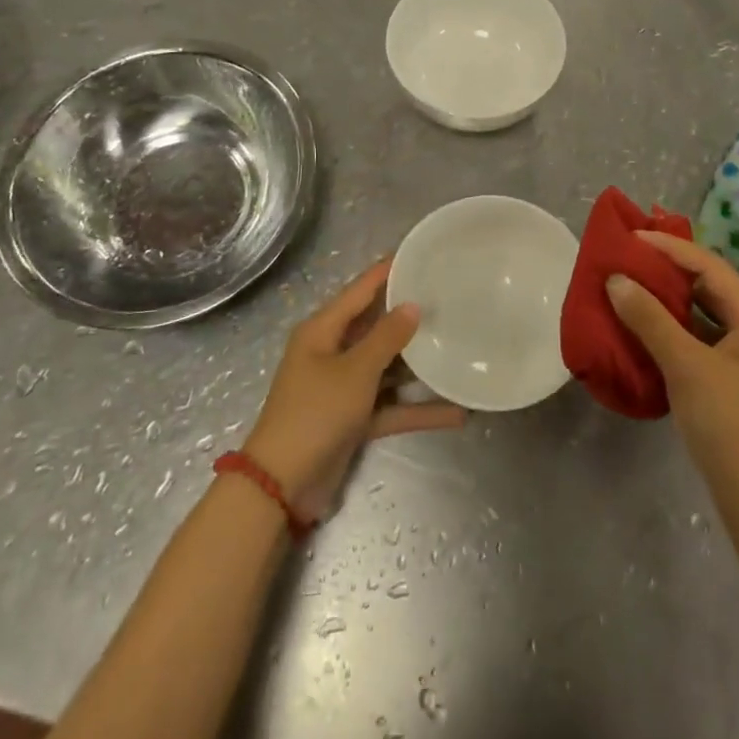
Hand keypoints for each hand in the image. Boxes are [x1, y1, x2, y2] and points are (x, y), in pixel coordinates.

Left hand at [243, 260, 465, 520]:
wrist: (282, 486)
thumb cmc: (315, 413)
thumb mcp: (354, 371)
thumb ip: (386, 337)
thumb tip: (412, 305)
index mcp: (322, 331)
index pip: (360, 290)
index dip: (387, 271)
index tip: (418, 253)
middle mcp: (332, 352)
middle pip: (376, 327)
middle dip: (409, 316)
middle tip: (448, 298)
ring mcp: (343, 388)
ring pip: (387, 367)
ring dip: (417, 366)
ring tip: (457, 347)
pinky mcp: (353, 419)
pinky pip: (390, 406)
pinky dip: (416, 409)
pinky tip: (455, 413)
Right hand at [608, 231, 738, 506]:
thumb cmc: (729, 423)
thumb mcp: (686, 365)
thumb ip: (650, 319)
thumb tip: (615, 280)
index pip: (709, 266)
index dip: (669, 248)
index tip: (631, 238)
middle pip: (706, 286)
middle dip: (666, 271)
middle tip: (626, 259)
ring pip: (700, 313)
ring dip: (665, 300)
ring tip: (627, 286)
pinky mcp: (729, 378)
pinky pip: (696, 338)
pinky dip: (669, 328)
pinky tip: (641, 328)